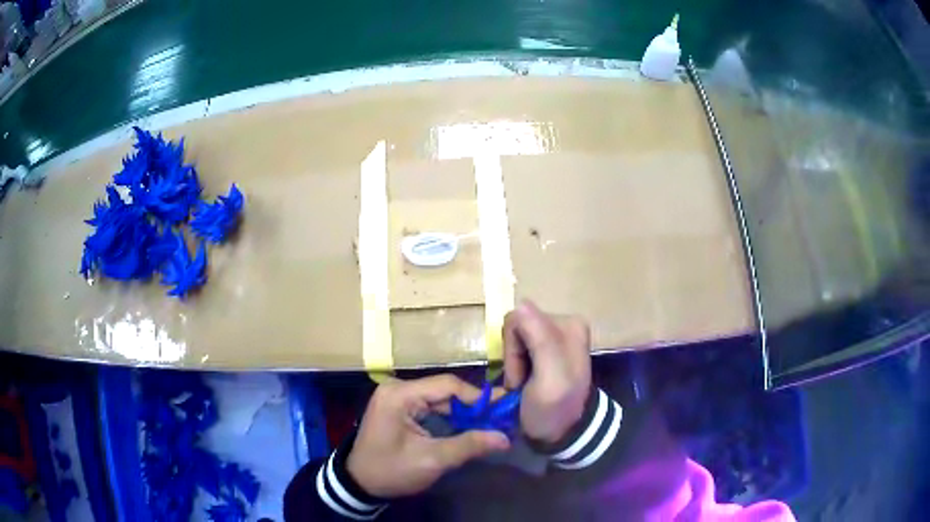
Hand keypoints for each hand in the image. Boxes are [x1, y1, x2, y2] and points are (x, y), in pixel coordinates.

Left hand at [346, 375, 510, 497]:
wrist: (359, 482)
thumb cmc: (391, 470)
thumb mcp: (431, 460)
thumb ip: (468, 446)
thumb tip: (504, 438)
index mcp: (399, 395)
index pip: (447, 385)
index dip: (478, 396)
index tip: (504, 407)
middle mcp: (397, 388)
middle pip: (444, 390)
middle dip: (473, 404)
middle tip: (502, 415)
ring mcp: (397, 397)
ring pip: (439, 398)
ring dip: (464, 411)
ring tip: (491, 420)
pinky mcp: (399, 407)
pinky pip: (430, 406)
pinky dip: (450, 415)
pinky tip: (469, 424)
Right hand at [503, 300, 591, 443]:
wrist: (564, 432)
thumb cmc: (554, 410)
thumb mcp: (549, 380)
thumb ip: (541, 341)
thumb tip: (521, 304)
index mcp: (569, 324)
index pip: (518, 320)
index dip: (512, 350)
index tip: (523, 377)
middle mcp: (564, 322)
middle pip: (516, 325)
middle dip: (513, 355)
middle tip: (524, 382)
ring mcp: (556, 333)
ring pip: (514, 335)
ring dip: (514, 361)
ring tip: (526, 383)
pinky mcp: (547, 344)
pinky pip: (518, 343)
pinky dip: (517, 362)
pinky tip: (528, 378)